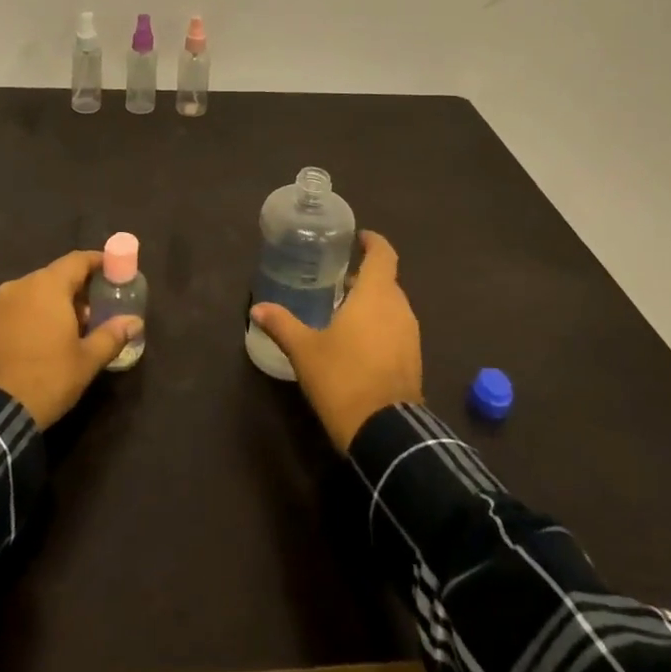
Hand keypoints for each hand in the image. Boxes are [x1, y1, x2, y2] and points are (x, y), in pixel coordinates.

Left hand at [0, 251, 142, 427]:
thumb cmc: (46, 378)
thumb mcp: (86, 360)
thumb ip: (112, 335)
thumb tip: (134, 322)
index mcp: (47, 286)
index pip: (78, 260)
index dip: (98, 262)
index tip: (114, 272)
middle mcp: (20, 286)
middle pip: (55, 276)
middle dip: (78, 289)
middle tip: (97, 309)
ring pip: (34, 293)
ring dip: (54, 304)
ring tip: (71, 329)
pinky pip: (16, 310)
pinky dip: (33, 316)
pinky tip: (42, 341)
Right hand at [248, 230, 421, 450]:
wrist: (386, 433)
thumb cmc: (343, 378)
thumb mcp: (305, 350)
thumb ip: (282, 324)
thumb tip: (257, 309)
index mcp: (376, 295)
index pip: (383, 254)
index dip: (373, 242)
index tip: (358, 238)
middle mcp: (399, 308)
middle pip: (387, 280)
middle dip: (366, 276)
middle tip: (339, 278)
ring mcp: (410, 335)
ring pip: (393, 305)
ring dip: (373, 302)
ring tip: (345, 309)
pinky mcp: (413, 359)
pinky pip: (397, 328)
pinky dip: (381, 324)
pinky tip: (358, 341)